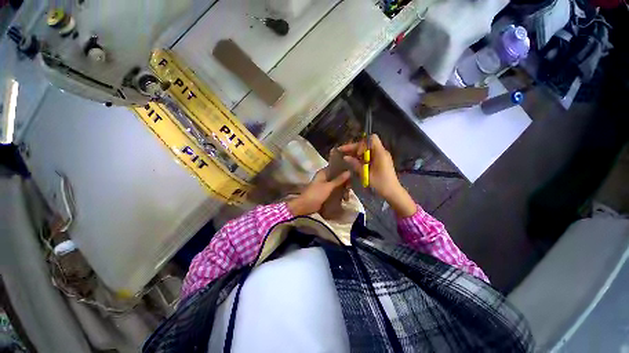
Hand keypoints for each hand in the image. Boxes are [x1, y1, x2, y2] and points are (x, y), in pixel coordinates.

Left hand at [287, 170, 350, 216]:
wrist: (305, 206)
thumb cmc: (316, 194)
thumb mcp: (328, 187)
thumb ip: (339, 179)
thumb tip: (349, 171)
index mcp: (323, 173)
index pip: (335, 167)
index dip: (344, 169)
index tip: (353, 173)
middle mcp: (325, 177)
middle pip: (338, 176)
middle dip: (345, 182)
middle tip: (350, 188)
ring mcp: (325, 185)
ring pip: (337, 184)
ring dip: (343, 189)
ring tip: (347, 197)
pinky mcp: (326, 193)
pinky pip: (335, 191)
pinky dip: (340, 194)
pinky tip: (345, 199)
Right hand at [337, 134, 415, 217]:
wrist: (393, 192)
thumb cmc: (381, 184)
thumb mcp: (366, 175)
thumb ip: (356, 165)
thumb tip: (345, 157)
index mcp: (380, 153)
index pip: (371, 139)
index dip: (362, 144)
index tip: (357, 154)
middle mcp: (381, 152)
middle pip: (367, 143)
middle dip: (355, 147)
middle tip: (342, 151)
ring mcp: (381, 156)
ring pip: (367, 149)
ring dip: (357, 152)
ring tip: (346, 157)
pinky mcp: (380, 161)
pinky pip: (369, 155)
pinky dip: (361, 157)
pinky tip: (354, 161)